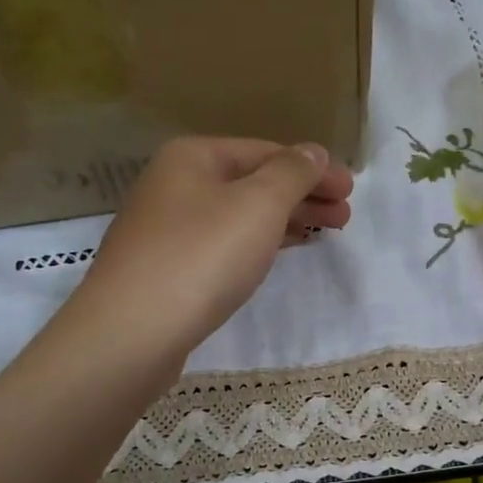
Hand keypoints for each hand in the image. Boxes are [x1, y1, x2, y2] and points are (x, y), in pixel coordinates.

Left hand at [65, 136, 353, 365]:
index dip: (313, 169)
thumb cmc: (201, 257)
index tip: (350, 190)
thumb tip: (312, 151)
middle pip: (252, 182)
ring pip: (238, 215)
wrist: (132, 332)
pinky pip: (223, 244)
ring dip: (284, 221)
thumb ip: (292, 173)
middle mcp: (174, 184)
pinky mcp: (166, 268)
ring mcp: (166, 228)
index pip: (265, 151)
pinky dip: (257, 243)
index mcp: (193, 157)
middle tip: (344, 216)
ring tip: (323, 234)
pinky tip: (277, 253)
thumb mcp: (258, 205)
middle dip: (302, 196)